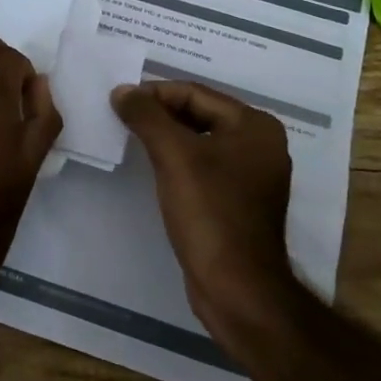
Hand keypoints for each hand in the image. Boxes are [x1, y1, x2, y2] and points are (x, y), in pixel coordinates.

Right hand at [110, 81, 303, 349]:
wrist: (238, 290)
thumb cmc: (210, 213)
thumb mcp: (173, 156)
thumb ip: (146, 116)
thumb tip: (122, 90)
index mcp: (254, 125)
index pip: (196, 93)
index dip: (155, 94)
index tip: (120, 101)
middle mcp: (261, 144)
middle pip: (200, 114)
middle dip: (161, 114)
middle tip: (122, 117)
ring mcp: (254, 175)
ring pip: (201, 141)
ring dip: (168, 138)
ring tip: (133, 138)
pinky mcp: (241, 202)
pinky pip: (205, 167)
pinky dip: (180, 161)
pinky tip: (155, 168)